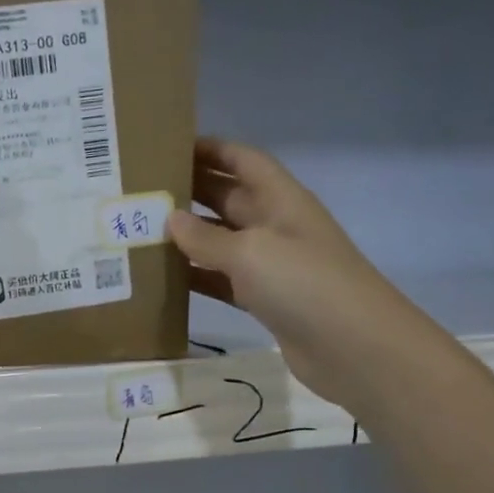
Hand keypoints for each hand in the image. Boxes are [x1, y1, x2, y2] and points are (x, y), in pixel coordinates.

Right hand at [167, 137, 442, 408]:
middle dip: (190, 191)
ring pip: (221, 240)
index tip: (169, 146)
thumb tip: (171, 219)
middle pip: (228, 198)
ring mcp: (270, 265)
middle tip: (142, 191)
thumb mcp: (251, 252)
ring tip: (142, 232)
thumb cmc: (304, 284)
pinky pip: (222, 279)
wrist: (352, 346)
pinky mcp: (263, 300)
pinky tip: (164, 278)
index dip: (211, 149)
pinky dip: (196, 276)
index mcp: (281, 200)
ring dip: (188, 237)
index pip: (244, 161)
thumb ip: (207, 237)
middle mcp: (275, 225)